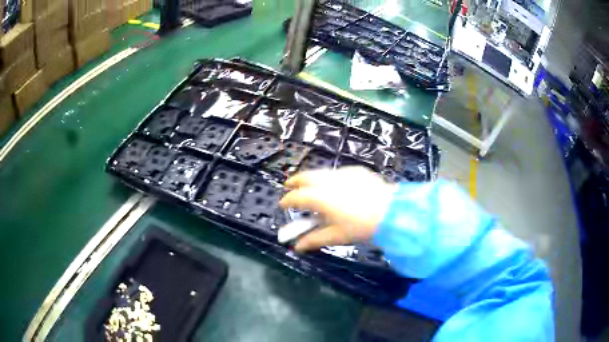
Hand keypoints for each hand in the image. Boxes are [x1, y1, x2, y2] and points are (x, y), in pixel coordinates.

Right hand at [279, 167, 397, 251]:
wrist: (392, 212)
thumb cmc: (361, 227)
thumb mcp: (336, 236)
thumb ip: (314, 240)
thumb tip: (297, 247)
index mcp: (320, 198)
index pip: (296, 197)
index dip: (287, 201)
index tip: (282, 205)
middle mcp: (328, 182)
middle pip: (305, 177)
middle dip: (295, 181)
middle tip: (289, 186)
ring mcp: (343, 174)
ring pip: (320, 172)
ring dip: (311, 178)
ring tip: (309, 185)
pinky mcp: (356, 171)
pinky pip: (337, 172)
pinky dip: (329, 178)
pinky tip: (335, 186)